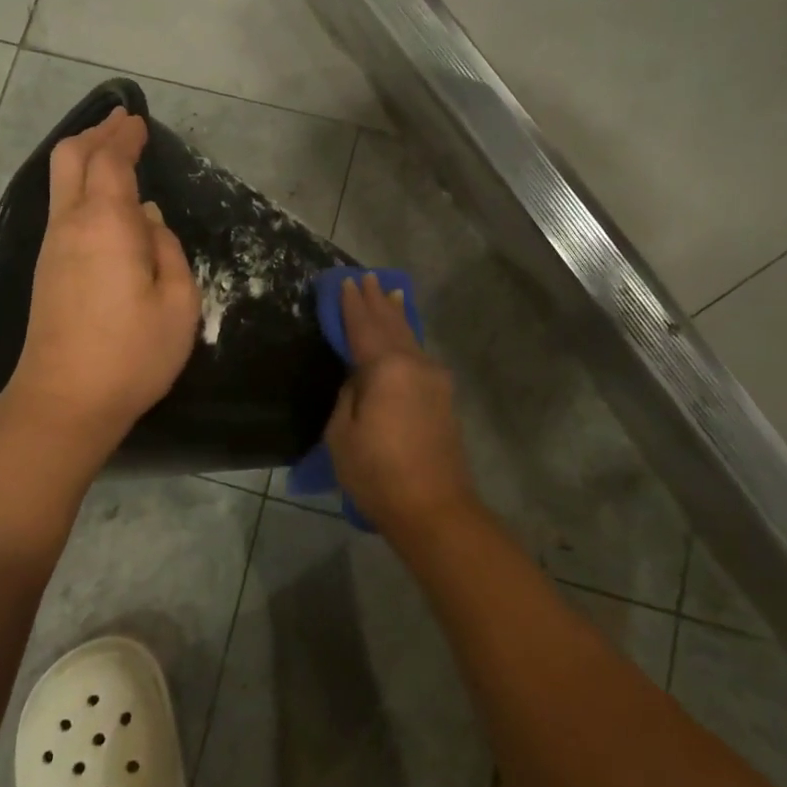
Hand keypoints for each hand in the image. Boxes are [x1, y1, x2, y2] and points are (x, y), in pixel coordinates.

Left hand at [4, 109, 199, 451]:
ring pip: (61, 182)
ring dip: (85, 157)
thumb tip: (148, 221)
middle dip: (96, 134)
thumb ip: (168, 251)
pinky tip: (102, 198)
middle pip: (71, 158)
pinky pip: (61, 206)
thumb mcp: (178, 303)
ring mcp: (53, 246)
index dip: (125, 137)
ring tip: (112, 149)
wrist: (64, 401)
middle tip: (120, 122)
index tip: (139, 122)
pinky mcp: (47, 269)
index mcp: (107, 223)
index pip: (111, 161)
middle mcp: (72, 224)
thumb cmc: (132, 353)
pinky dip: (80, 185)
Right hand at [324, 273, 479, 540]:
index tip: (345, 282)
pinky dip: (408, 336)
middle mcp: (414, 365)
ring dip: (397, 315)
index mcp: (386, 369)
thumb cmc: (378, 473)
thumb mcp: (343, 434)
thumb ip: (349, 396)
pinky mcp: (443, 398)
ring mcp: (434, 380)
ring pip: (410, 338)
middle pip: (391, 325)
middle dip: (376, 301)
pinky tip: (407, 334)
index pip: (363, 327)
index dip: (351, 305)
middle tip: (366, 277)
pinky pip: (419, 355)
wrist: (435, 509)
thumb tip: (360, 379)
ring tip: (391, 292)